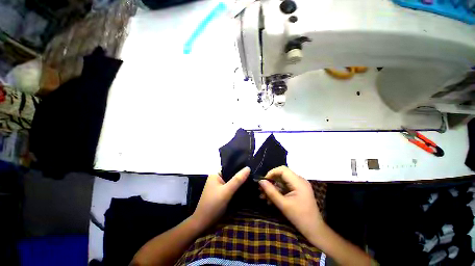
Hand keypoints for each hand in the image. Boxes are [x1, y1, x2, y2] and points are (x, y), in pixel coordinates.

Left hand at [192, 167, 249, 229]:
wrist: (203, 224)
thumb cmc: (213, 205)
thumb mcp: (226, 191)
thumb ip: (237, 180)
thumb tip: (248, 168)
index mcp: (216, 174)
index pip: (229, 166)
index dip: (239, 166)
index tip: (251, 167)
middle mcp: (217, 179)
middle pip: (231, 174)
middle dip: (241, 175)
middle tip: (253, 174)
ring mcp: (219, 187)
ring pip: (232, 182)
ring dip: (240, 182)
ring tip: (252, 180)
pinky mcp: (221, 194)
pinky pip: (231, 188)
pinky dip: (237, 188)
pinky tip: (246, 188)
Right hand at [258, 166, 323, 238]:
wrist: (314, 230)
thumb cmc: (300, 218)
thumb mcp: (283, 205)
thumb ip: (271, 192)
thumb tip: (260, 181)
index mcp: (298, 182)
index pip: (282, 170)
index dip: (271, 173)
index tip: (263, 182)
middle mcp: (300, 180)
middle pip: (281, 174)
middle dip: (270, 181)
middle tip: (261, 190)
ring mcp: (299, 185)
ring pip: (282, 181)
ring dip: (272, 187)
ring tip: (263, 196)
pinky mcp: (298, 190)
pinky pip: (285, 186)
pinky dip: (277, 191)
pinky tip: (270, 199)